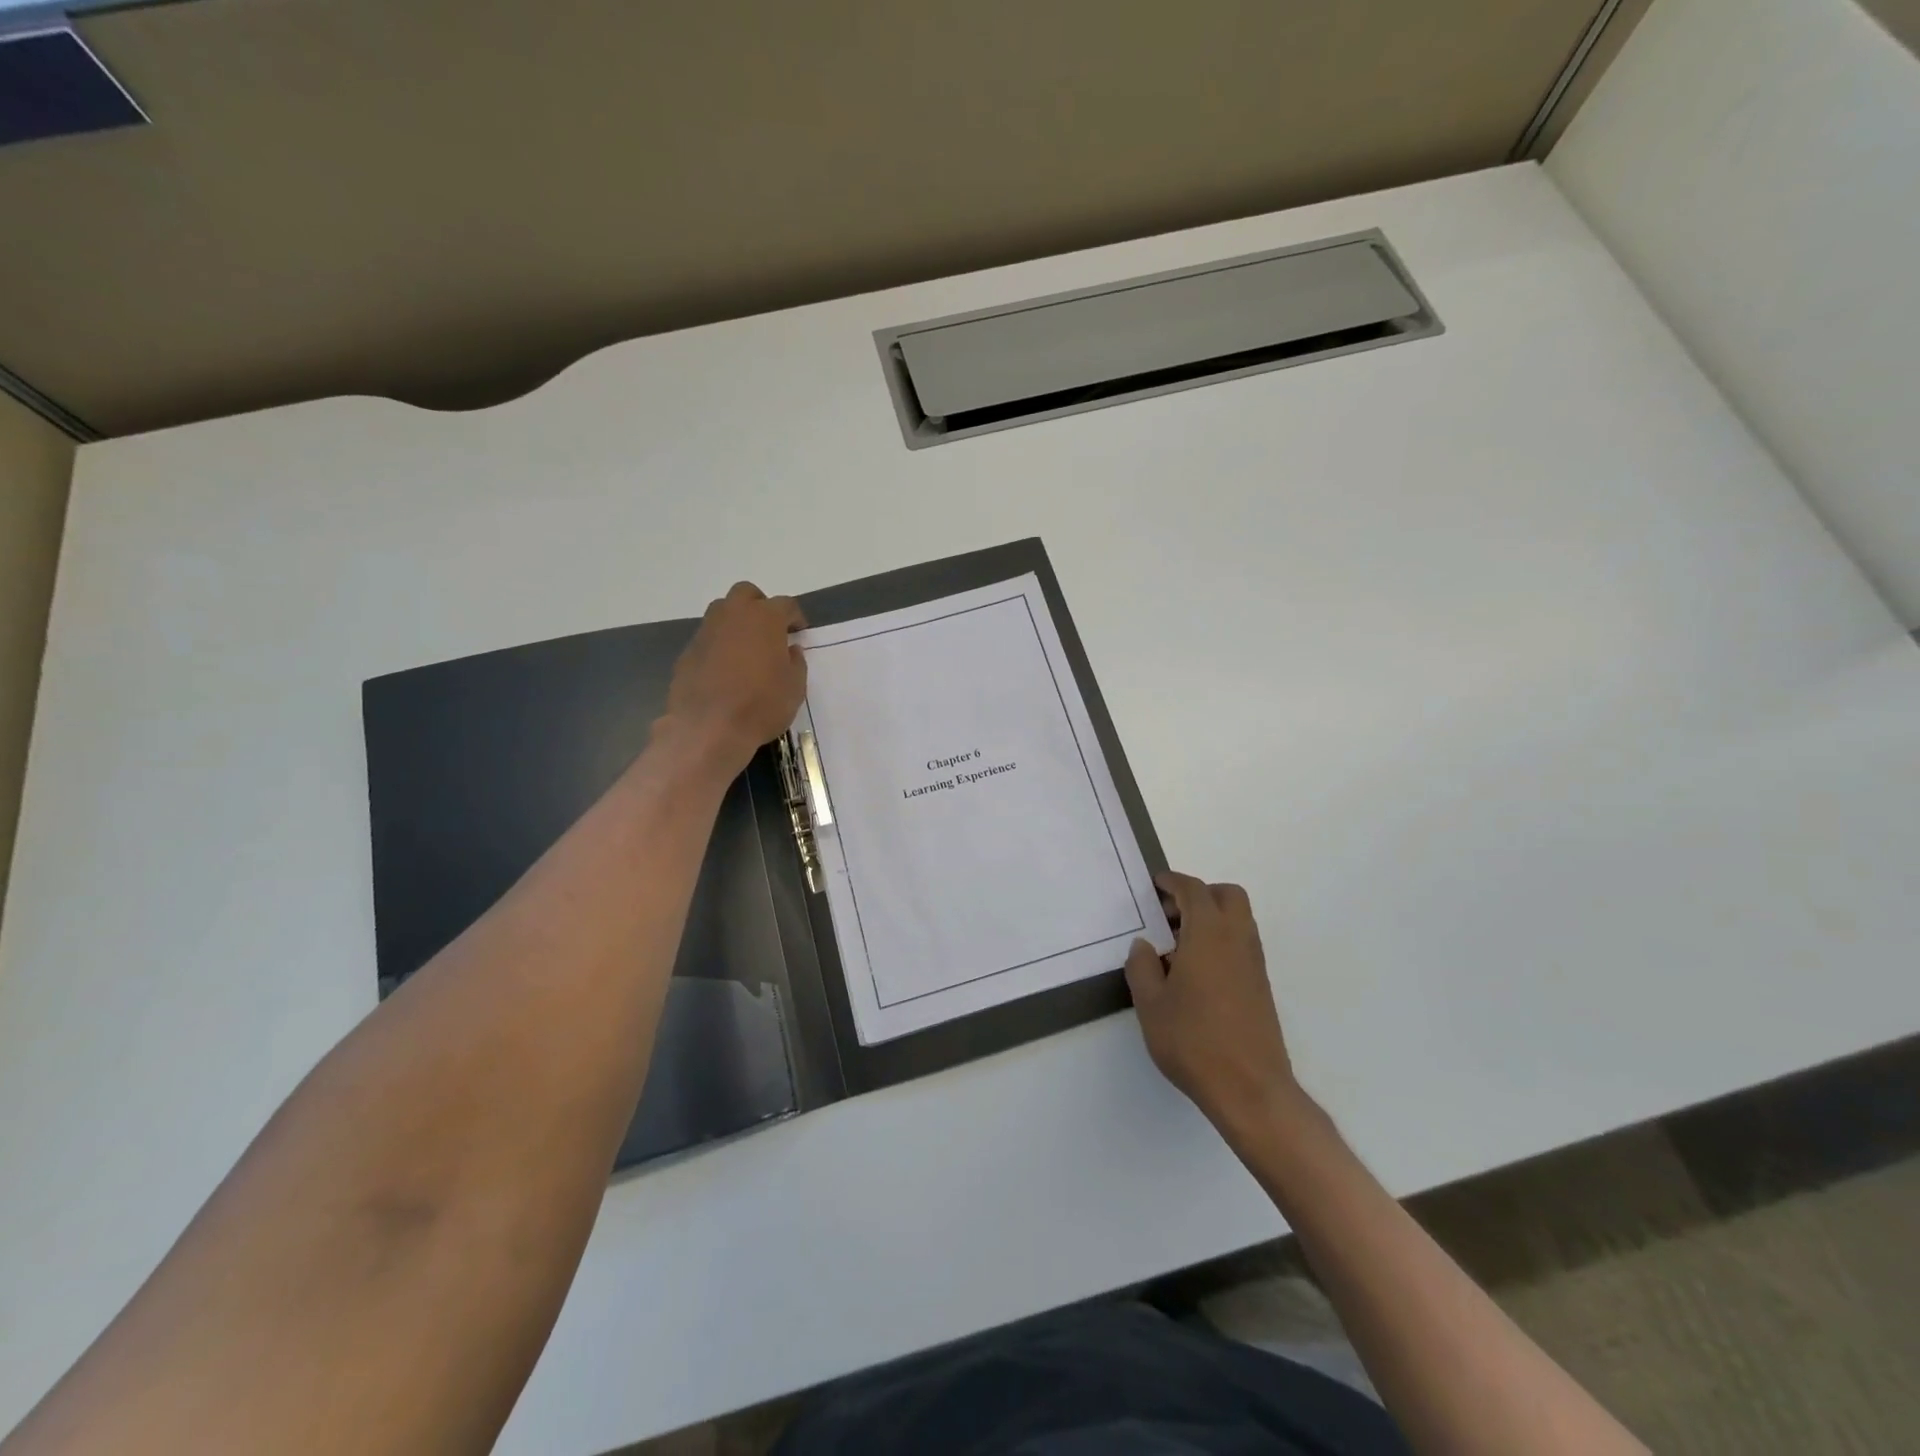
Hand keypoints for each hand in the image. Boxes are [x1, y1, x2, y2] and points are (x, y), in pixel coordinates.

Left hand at [662, 582, 807, 773]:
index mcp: (765, 618)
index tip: (799, 633)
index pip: (786, 605)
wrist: (708, 727)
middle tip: (769, 631)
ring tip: (746, 650)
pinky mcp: (688, 650)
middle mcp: (733, 615)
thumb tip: (790, 650)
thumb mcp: (795, 687)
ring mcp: (706, 631)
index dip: (795, 618)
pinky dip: (719, 645)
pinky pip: (708, 638)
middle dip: (760, 606)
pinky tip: (725, 670)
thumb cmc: (761, 705)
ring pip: (722, 612)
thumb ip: (795, 662)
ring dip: (737, 623)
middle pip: (747, 594)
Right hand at [1125, 871, 1300, 1135]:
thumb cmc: (1194, 1041)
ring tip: (1176, 946)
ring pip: (1237, 919)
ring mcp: (1253, 963)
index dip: (1173, 882)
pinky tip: (1195, 971)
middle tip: (1169, 915)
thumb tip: (1145, 946)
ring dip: (1210, 918)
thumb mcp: (1150, 1004)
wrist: (1251, 1089)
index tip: (1155, 885)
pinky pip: (1240, 943)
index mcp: (1209, 934)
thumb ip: (1142, 967)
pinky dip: (1219, 939)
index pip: (1194, 890)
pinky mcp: (1260, 985)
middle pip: (1226, 896)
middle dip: (1198, 895)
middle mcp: (1237, 940)